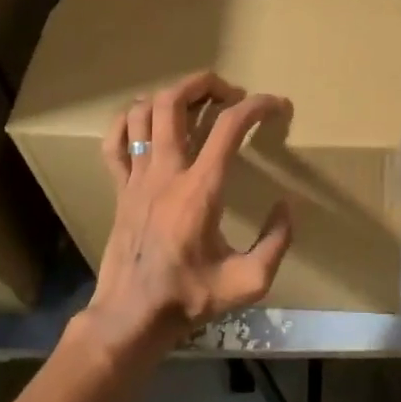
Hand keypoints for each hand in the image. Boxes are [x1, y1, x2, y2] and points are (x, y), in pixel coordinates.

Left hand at [90, 71, 293, 349]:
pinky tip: (147, 123)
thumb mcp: (249, 282)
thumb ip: (277, 242)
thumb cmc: (190, 298)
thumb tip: (286, 207)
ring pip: (141, 112)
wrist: (132, 318)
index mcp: (200, 189)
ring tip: (195, 104)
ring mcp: (136, 177)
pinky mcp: (119, 188)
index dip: (257, 106)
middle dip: (205, 84)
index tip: (277, 105)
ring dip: (170, 97)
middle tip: (230, 94)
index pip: (229, 127)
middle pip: (174, 101)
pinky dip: (129, 121)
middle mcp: (165, 172)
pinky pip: (114, 141)